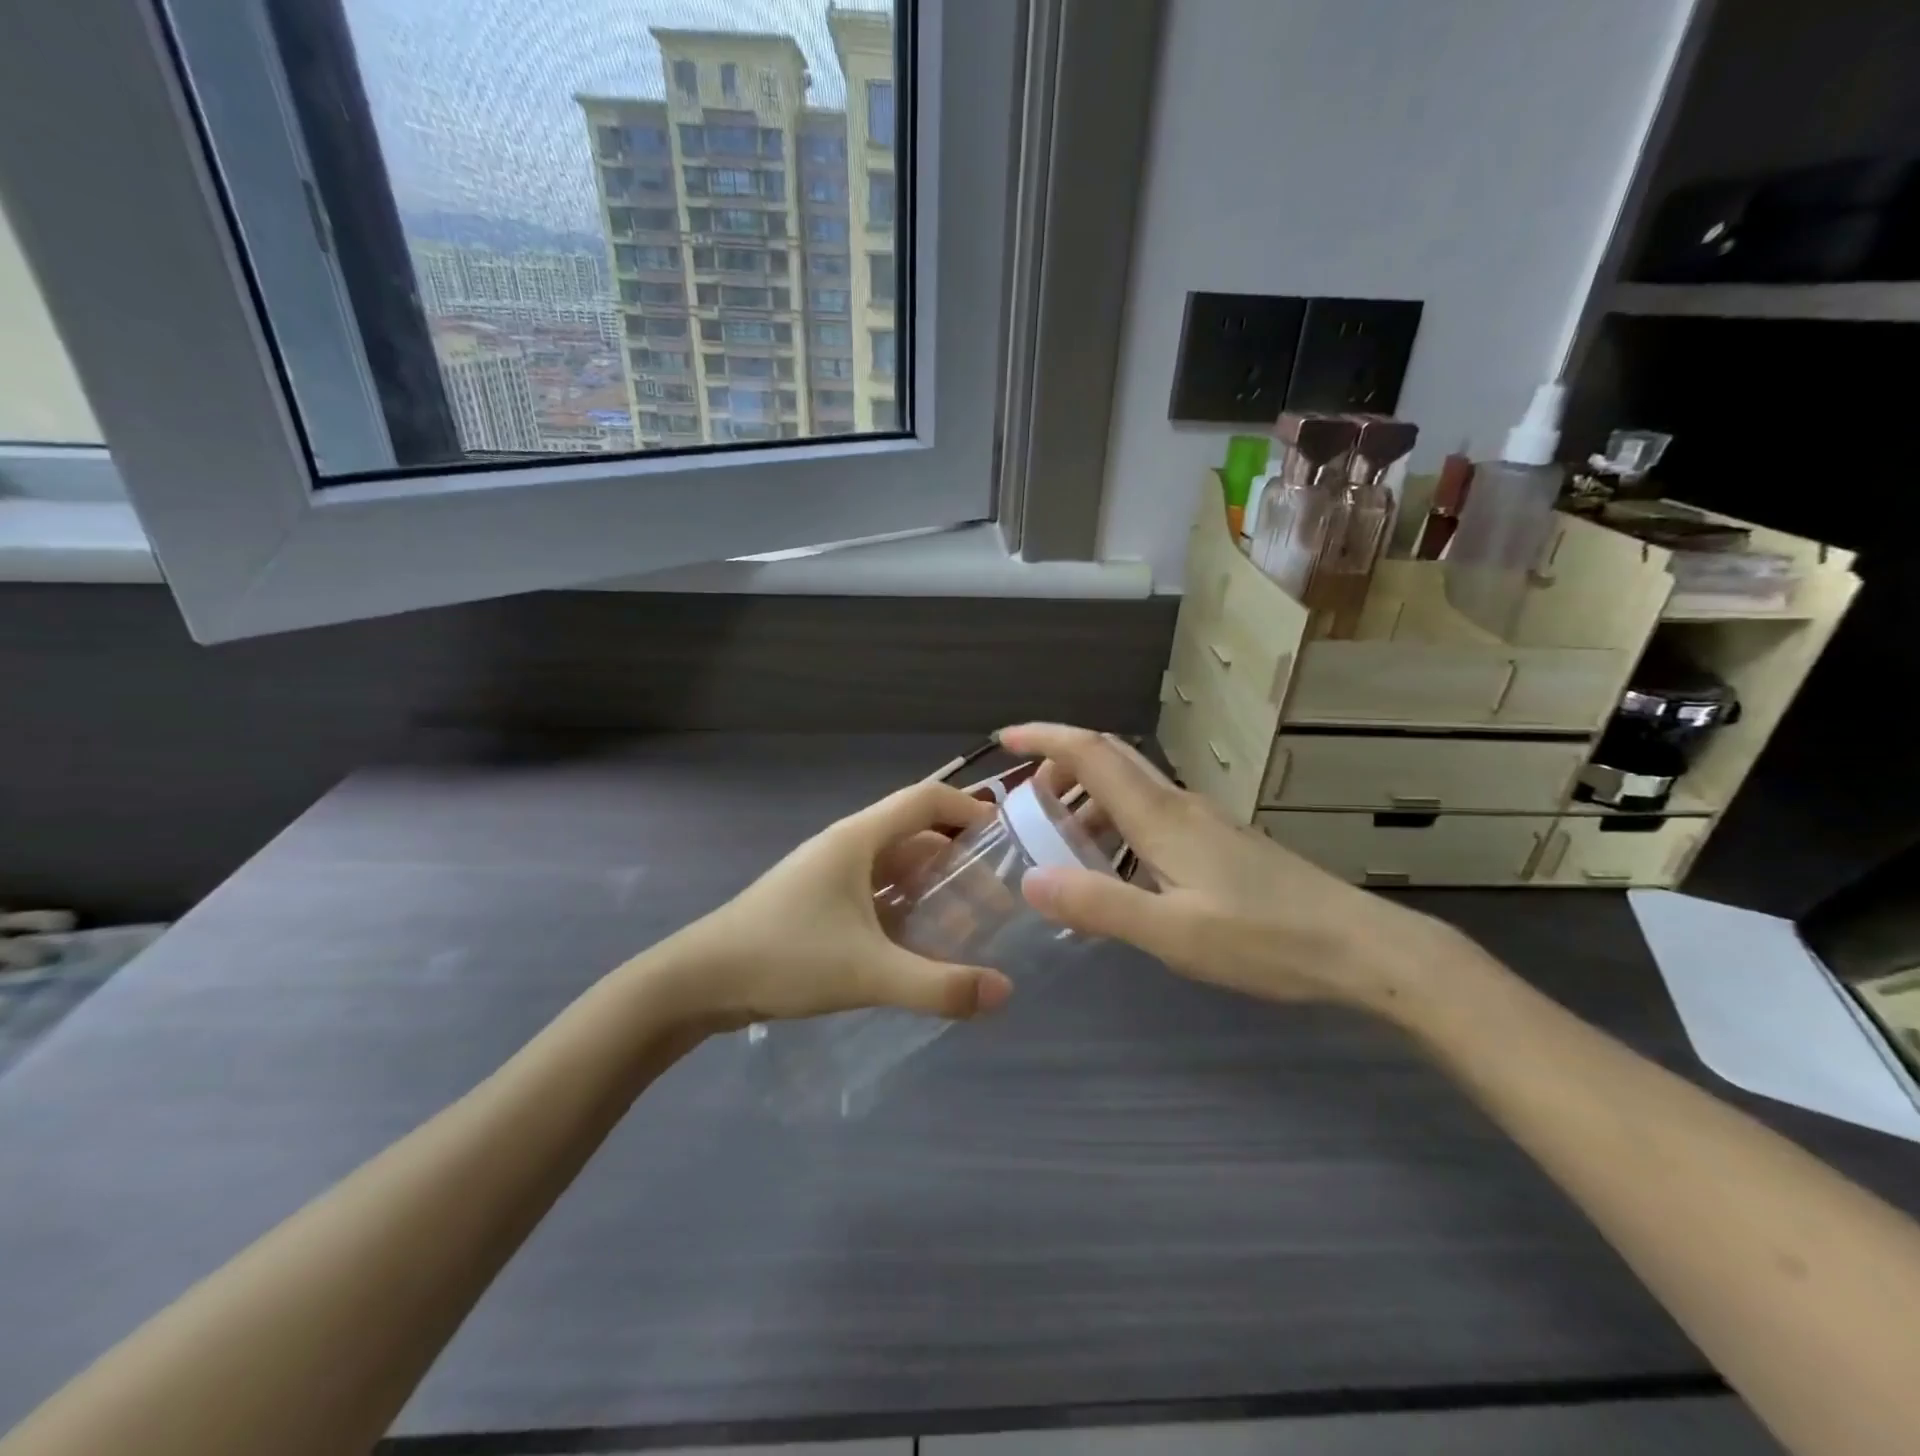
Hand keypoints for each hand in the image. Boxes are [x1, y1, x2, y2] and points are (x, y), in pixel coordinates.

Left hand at [655, 779, 1014, 1027]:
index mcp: (857, 839)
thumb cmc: (785, 957)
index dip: (968, 809)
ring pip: (893, 867)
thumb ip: (938, 985)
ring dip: (930, 887)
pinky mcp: (816, 901)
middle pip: (913, 835)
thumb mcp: (868, 972)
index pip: (925, 799)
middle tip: (994, 898)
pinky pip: (873, 891)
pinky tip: (918, 943)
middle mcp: (845, 846)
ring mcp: (827, 874)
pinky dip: (902, 907)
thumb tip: (1004, 993)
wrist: (698, 980)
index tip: (1006, 837)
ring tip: (965, 923)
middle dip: (957, 861)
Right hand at [999, 724, 1465, 1010]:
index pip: (1092, 753)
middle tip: (1024, 797)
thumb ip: (1100, 904)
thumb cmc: (1264, 939)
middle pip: (1111, 758)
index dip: (1045, 737)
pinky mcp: (1220, 841)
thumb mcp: (1172, 933)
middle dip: (1060, 763)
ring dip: (1087, 798)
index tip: (1005, 738)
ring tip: (1059, 838)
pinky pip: (1152, 814)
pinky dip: (1116, 822)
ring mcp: (1204, 820)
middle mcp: (1179, 804)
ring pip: (1131, 788)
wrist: (1359, 946)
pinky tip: (1116, 867)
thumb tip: (1030, 880)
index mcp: (1161, 817)